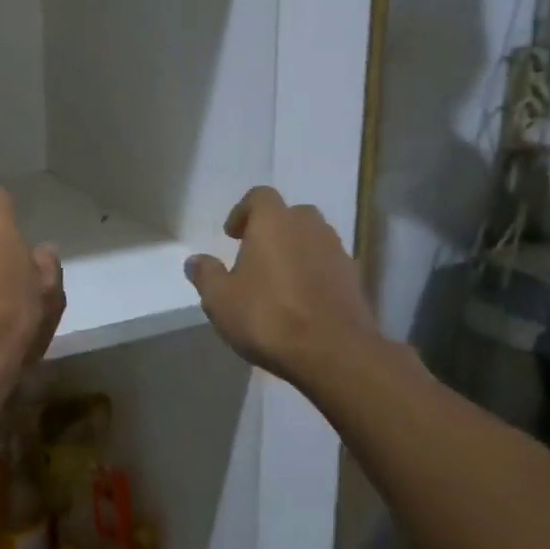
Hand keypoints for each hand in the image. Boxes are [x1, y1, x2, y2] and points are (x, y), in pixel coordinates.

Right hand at [185, 187, 383, 388]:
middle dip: (273, 229)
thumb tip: (195, 261)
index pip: (260, 196)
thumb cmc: (268, 316)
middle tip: (255, 255)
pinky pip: (328, 265)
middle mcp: (309, 228)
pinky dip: (314, 273)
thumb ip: (206, 275)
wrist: (333, 353)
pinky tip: (301, 301)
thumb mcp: (220, 299)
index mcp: (274, 222)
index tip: (232, 235)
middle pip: (291, 214)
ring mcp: (336, 252)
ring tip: (278, 280)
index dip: (243, 211)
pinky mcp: (354, 279)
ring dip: (296, 251)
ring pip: (313, 238)